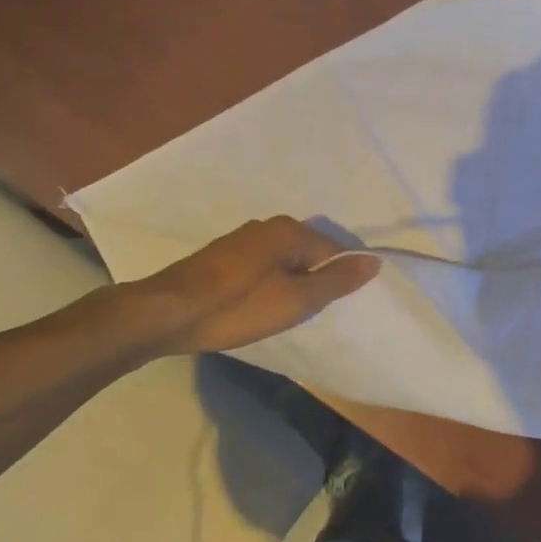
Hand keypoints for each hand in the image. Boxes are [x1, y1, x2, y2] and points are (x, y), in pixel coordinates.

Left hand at [120, 217, 380, 354]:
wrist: (166, 313)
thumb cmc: (237, 307)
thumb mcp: (295, 300)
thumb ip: (336, 281)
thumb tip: (374, 262)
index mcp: (289, 231)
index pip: (333, 252)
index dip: (338, 280)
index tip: (331, 307)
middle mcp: (267, 226)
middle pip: (308, 254)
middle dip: (312, 282)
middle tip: (305, 315)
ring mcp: (242, 239)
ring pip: (283, 261)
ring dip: (288, 284)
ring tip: (280, 314)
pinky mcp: (222, 256)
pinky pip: (261, 266)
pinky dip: (267, 285)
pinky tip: (255, 306)